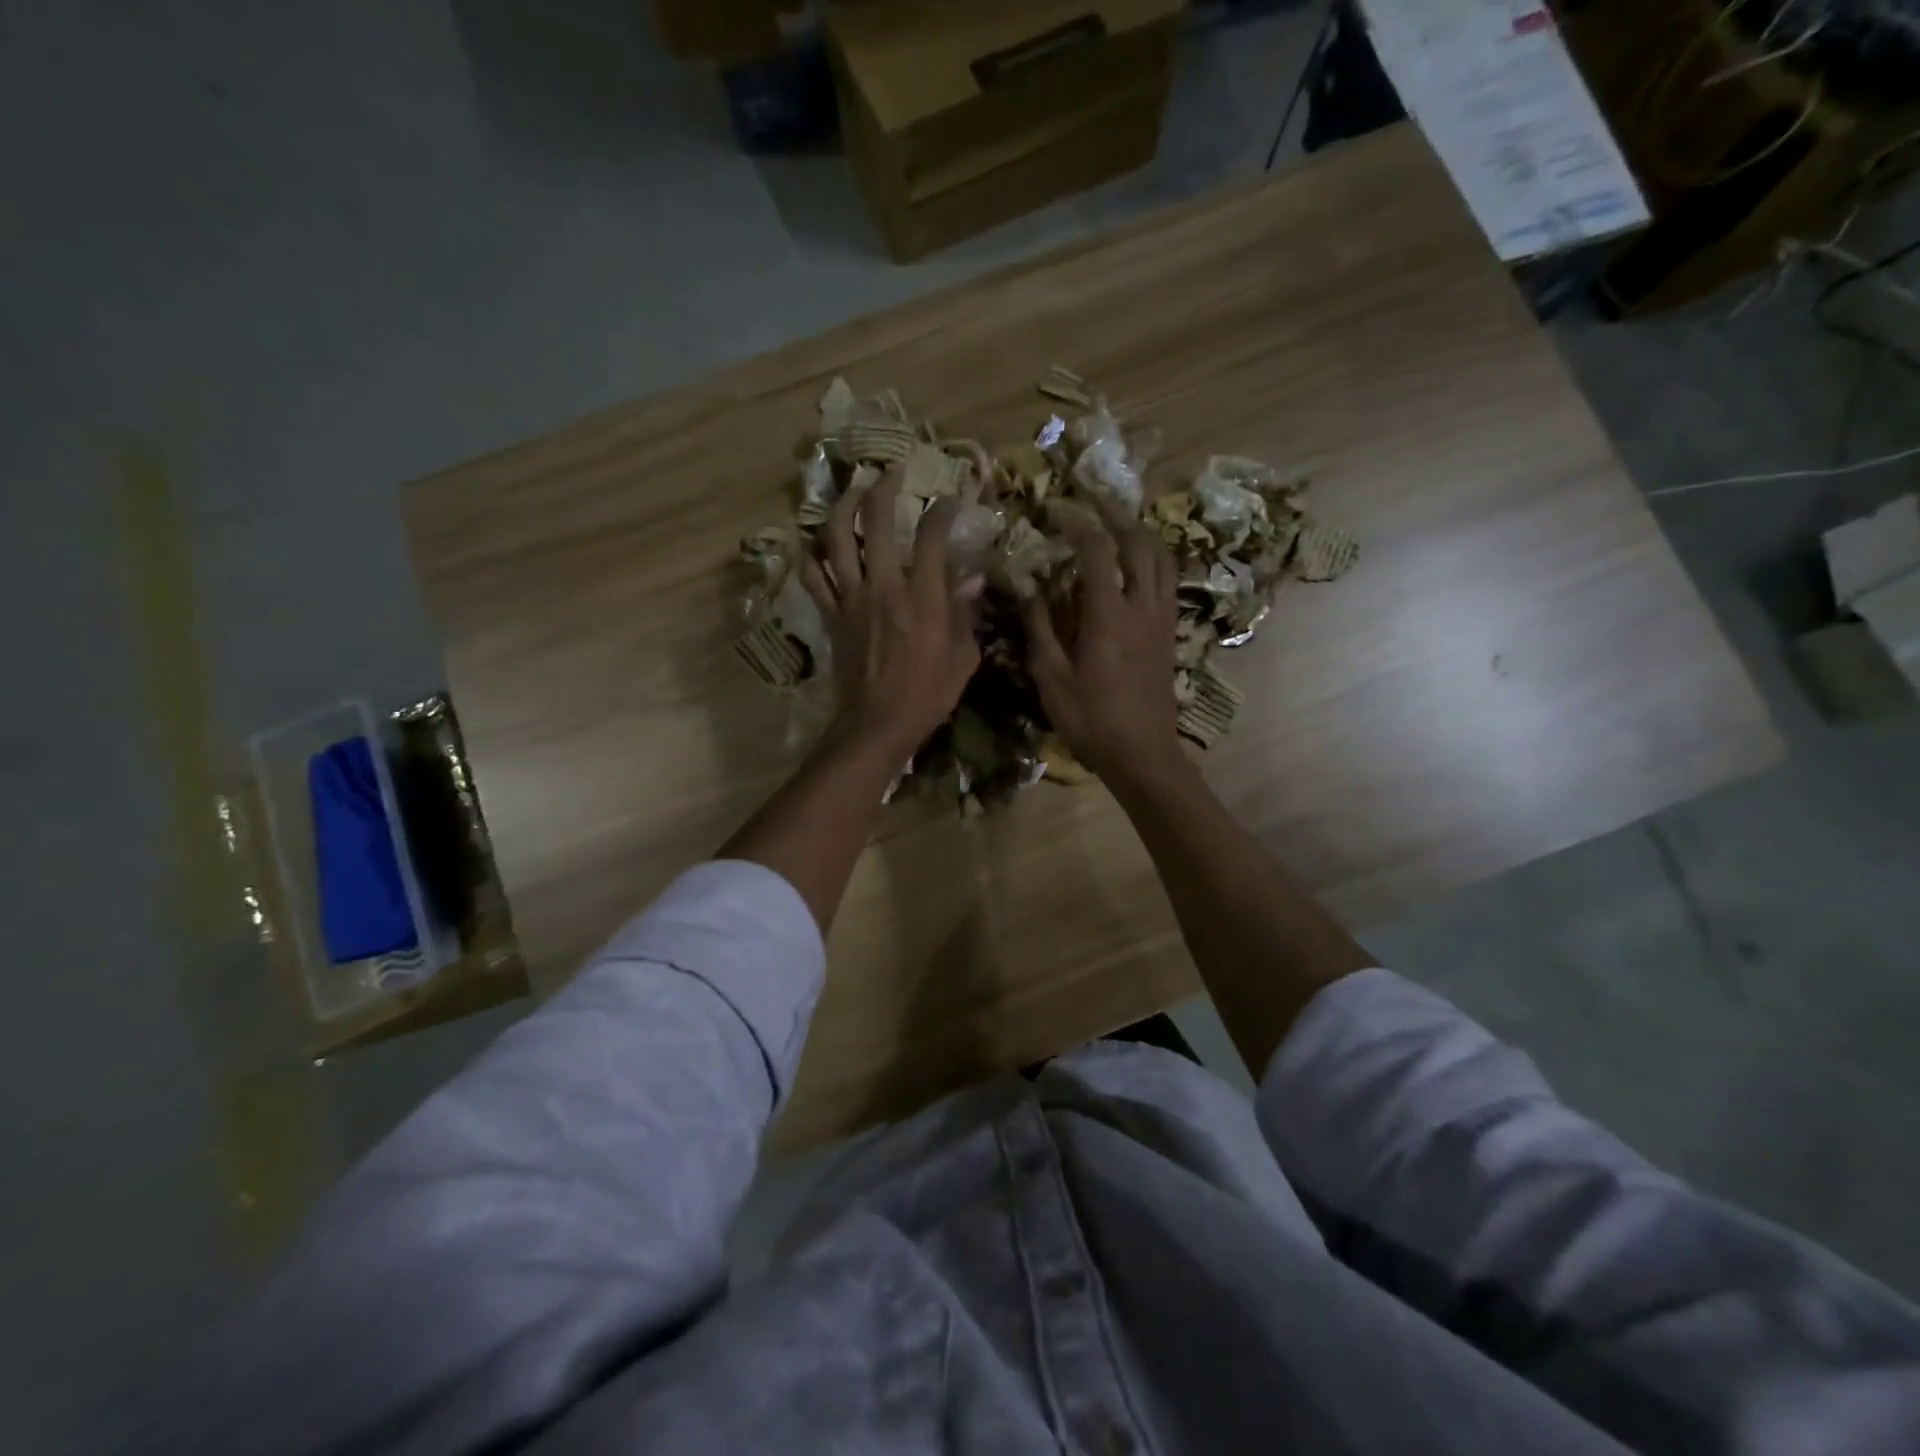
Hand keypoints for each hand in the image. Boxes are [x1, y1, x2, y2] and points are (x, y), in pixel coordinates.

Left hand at [801, 467, 982, 762]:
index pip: (932, 537)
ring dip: (841, 506)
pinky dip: (810, 554)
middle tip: (893, 473)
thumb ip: (966, 612)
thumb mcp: (963, 657)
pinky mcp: (831, 614)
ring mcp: (850, 598)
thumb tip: (972, 578)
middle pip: (875, 521)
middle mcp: (883, 587)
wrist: (878, 724)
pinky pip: (812, 575)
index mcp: (922, 598)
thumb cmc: (928, 694)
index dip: (943, 510)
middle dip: (884, 487)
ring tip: (853, 491)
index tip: (951, 499)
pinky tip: (815, 541)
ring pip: (834, 538)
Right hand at [1019, 510, 1185, 788]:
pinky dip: (1153, 563)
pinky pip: (1168, 583)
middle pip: (1140, 544)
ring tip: (1116, 533)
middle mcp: (1142, 607)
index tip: (1056, 511)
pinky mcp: (1170, 634)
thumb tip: (1027, 587)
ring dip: (1140, 538)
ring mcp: (1162, 619)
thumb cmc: (1091, 720)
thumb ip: (1039, 628)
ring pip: (1162, 560)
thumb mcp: (1052, 678)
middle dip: (1115, 520)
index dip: (1078, 523)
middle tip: (1090, 513)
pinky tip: (1135, 571)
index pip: (1098, 550)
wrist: (1143, 755)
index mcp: (1109, 615)